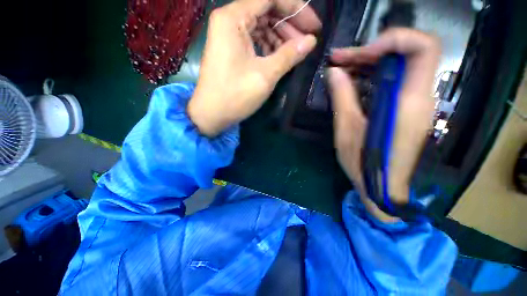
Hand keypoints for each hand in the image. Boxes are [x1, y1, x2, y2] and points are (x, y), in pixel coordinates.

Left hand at [188, 0, 320, 136]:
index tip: (314, 26)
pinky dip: (269, 46)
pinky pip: (254, 39)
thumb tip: (310, 41)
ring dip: (280, 36)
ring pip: (261, 26)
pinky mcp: (230, 49)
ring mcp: (228, 35)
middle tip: (307, 41)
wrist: (211, 114)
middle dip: (289, 24)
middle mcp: (229, 20)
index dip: (296, 8)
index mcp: (233, 18)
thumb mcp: (265, 75)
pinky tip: (280, 56)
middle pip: (265, 10)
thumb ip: (289, 55)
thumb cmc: (235, 96)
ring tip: (296, 51)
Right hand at [327, 28, 439, 220]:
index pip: (423, 47)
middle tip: (341, 59)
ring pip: (402, 66)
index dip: (394, 39)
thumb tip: (334, 71)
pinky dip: (375, 74)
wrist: (382, 187)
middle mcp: (420, 97)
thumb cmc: (364, 162)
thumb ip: (342, 97)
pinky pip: (396, 81)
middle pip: (410, 52)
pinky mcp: (409, 110)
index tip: (361, 52)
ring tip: (343, 68)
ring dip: (371, 61)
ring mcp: (417, 104)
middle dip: (374, 49)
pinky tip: (353, 81)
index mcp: (408, 102)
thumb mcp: (346, 130)